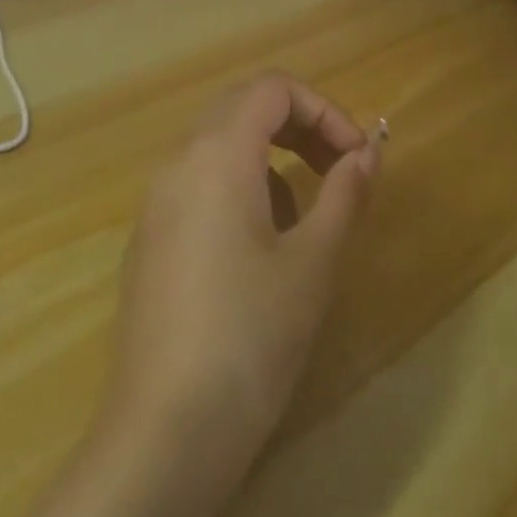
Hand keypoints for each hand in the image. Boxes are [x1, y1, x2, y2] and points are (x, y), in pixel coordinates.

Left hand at [102, 74, 378, 479]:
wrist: (164, 428)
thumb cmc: (250, 336)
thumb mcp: (312, 264)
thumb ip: (344, 196)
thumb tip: (367, 154)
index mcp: (216, 153)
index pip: (271, 88)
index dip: (323, 109)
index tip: (358, 158)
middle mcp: (178, 161)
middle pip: (241, 107)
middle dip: (297, 127)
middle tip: (339, 171)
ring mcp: (156, 199)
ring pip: (218, 145)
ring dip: (268, 158)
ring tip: (303, 221)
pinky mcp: (149, 236)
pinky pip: (198, 183)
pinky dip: (238, 187)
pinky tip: (257, 250)